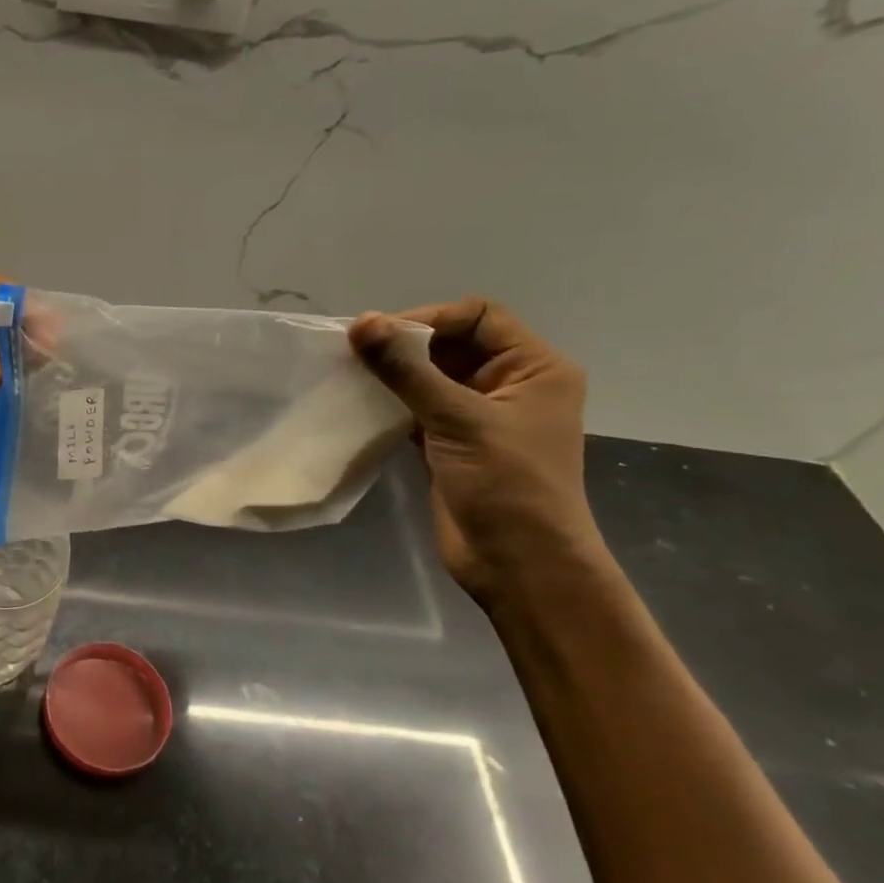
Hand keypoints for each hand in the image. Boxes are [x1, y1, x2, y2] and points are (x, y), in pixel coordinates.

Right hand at [348, 298, 603, 601]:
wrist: (519, 565)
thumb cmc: (507, 485)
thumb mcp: (458, 420)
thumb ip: (407, 370)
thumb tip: (361, 323)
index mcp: (534, 368)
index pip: (478, 317)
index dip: (429, 320)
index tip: (381, 337)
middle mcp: (509, 384)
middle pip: (451, 343)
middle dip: (404, 345)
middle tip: (355, 354)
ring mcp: (478, 416)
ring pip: (429, 376)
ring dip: (392, 374)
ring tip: (350, 375)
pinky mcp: (451, 442)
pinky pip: (416, 407)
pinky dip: (390, 402)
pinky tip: (358, 404)